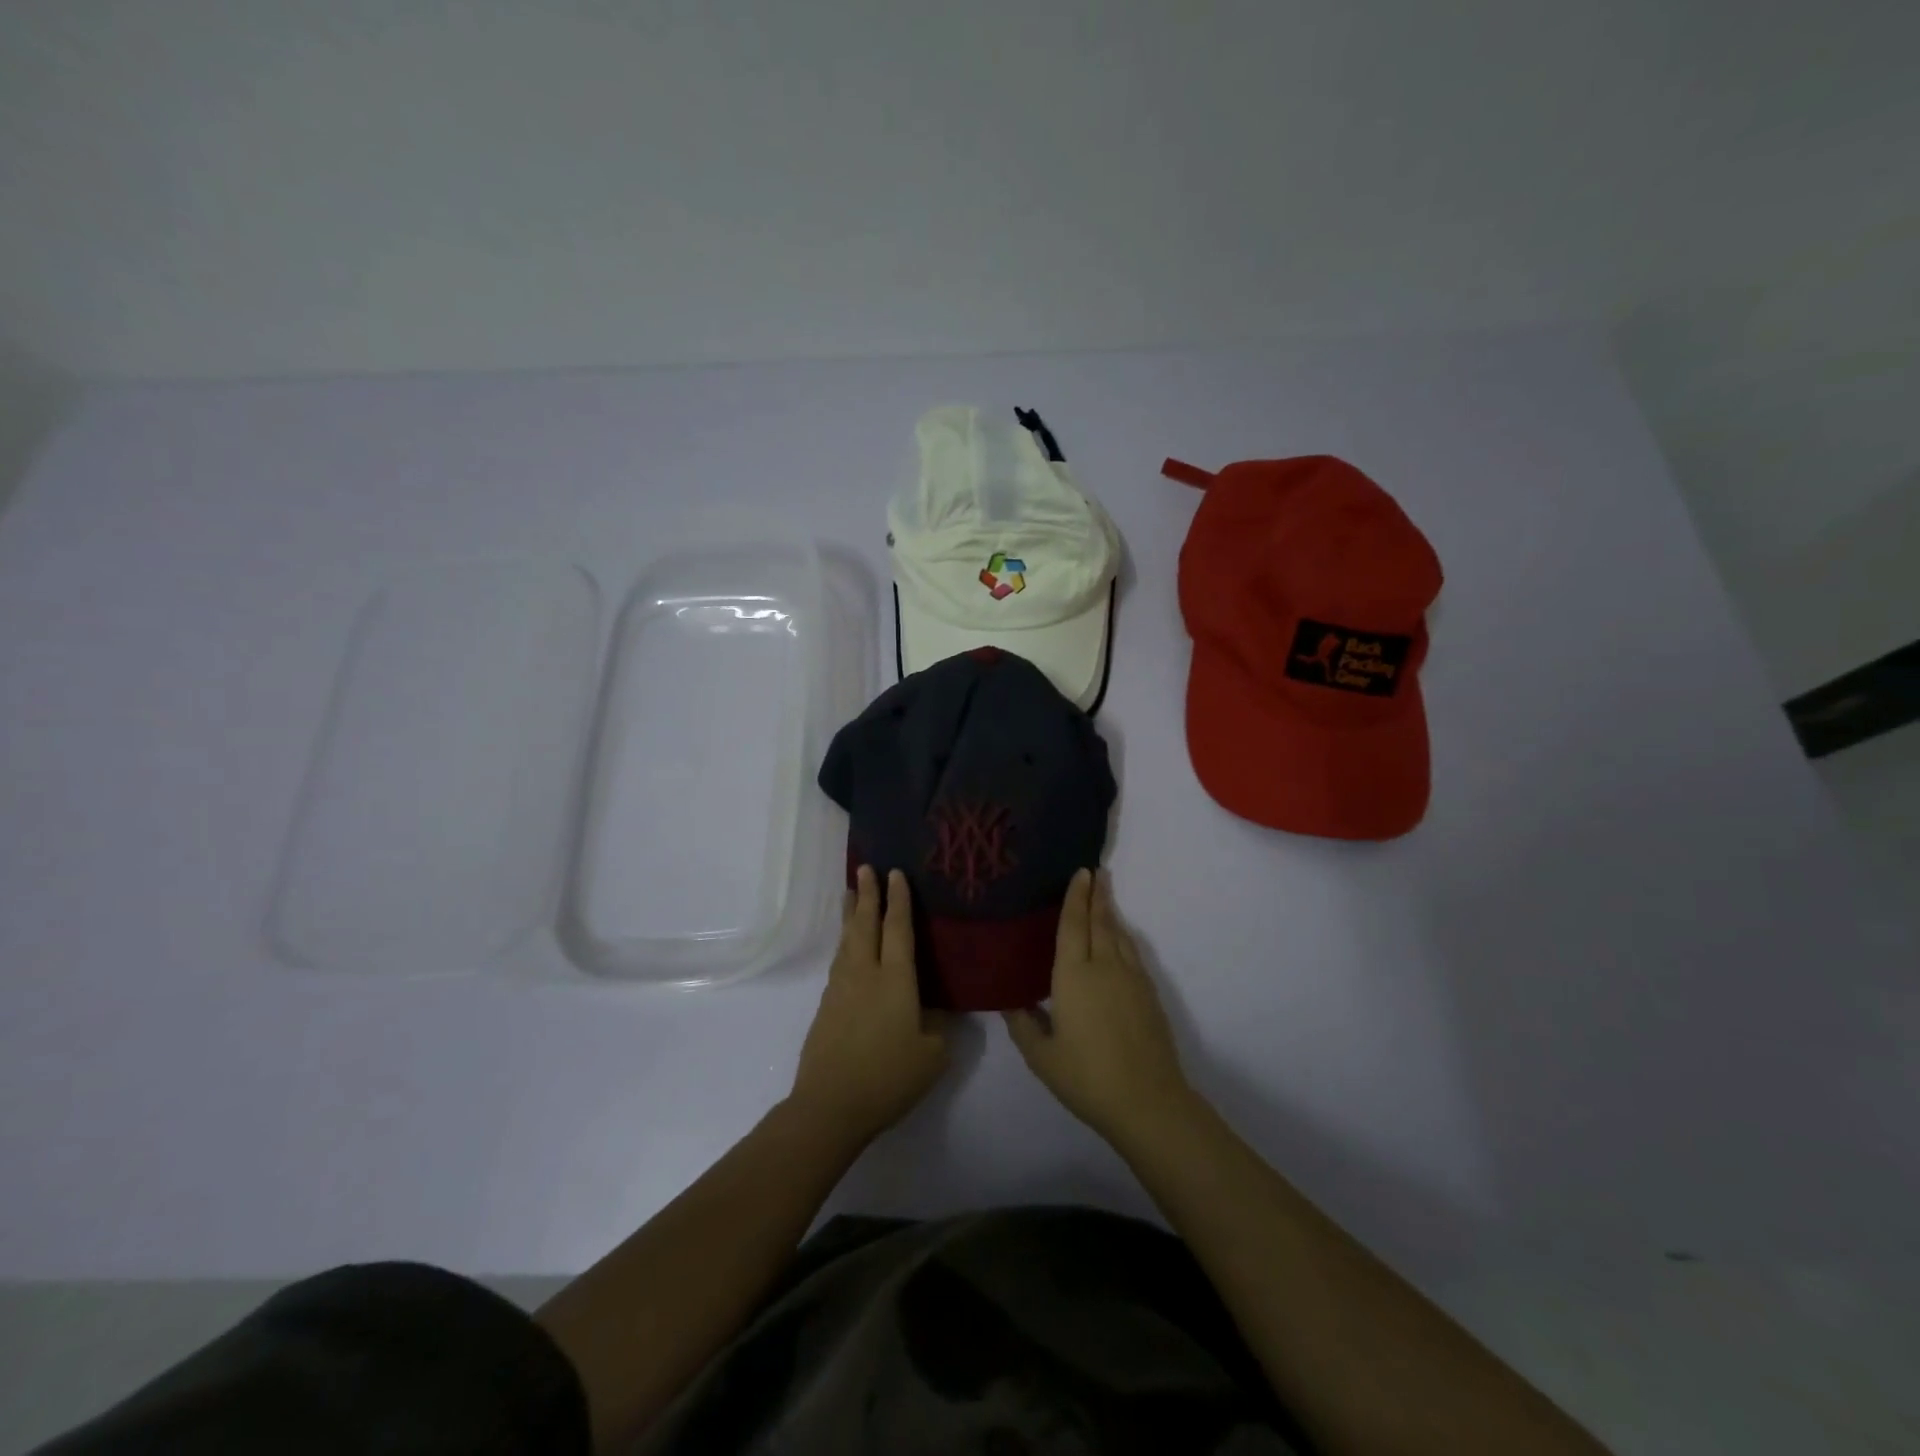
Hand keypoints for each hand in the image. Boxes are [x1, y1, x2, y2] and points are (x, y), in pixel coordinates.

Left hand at [790, 867, 949, 1145]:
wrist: (830, 1104)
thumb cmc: (888, 1078)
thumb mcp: (932, 1056)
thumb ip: (939, 1029)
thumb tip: (938, 1013)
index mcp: (895, 980)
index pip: (898, 929)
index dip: (898, 899)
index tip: (894, 872)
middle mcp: (865, 974)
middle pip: (865, 924)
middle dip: (868, 894)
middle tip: (864, 867)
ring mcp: (841, 988)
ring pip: (847, 940)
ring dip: (851, 915)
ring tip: (851, 894)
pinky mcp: (826, 1005)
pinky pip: (839, 961)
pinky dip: (844, 942)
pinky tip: (846, 947)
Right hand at [1003, 869, 1191, 1144]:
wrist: (1147, 1101)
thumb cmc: (1087, 1077)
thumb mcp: (1042, 1057)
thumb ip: (1024, 1026)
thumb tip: (1011, 1003)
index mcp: (1073, 976)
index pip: (1074, 925)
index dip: (1076, 897)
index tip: (1081, 872)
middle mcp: (1104, 967)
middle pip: (1100, 922)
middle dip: (1096, 895)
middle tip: (1095, 871)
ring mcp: (1131, 979)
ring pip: (1119, 935)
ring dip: (1111, 912)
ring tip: (1105, 895)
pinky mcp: (1148, 994)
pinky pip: (1132, 953)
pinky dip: (1124, 936)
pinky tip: (1121, 939)